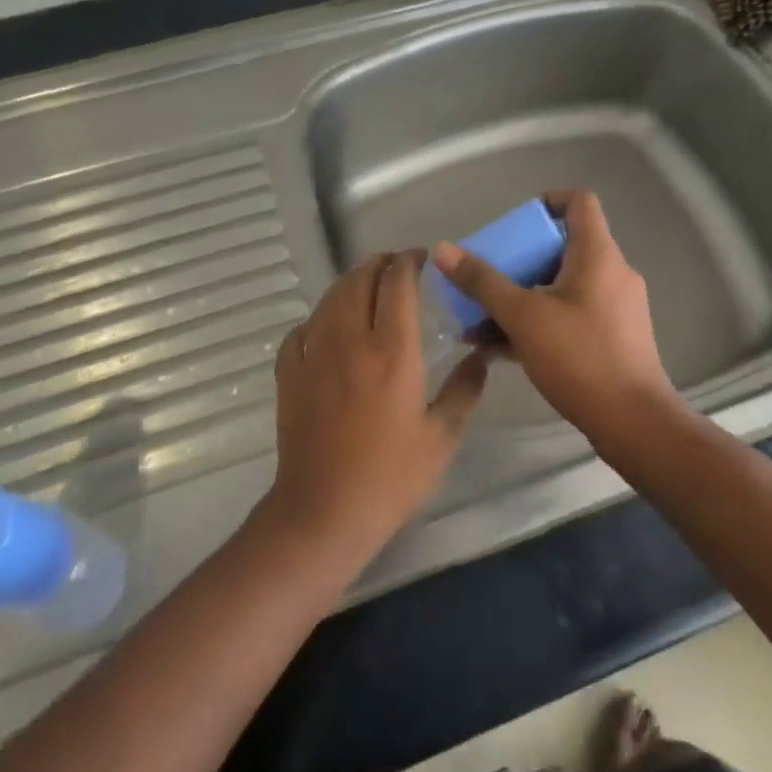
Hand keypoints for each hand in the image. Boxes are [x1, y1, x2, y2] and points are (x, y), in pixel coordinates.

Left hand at [265, 252, 489, 556]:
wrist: (324, 511)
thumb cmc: (391, 477)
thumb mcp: (442, 437)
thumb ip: (465, 390)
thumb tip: (482, 357)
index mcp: (392, 351)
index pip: (398, 283)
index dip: (409, 262)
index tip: (422, 259)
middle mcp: (350, 340)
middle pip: (359, 279)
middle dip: (379, 264)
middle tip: (396, 267)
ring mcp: (314, 354)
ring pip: (330, 298)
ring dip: (350, 283)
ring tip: (367, 286)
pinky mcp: (290, 373)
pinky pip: (302, 330)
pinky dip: (320, 318)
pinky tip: (329, 329)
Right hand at [431, 190, 675, 439]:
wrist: (633, 423)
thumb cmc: (580, 357)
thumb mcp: (523, 316)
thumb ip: (483, 282)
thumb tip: (444, 250)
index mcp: (598, 255)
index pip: (579, 202)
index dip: (546, 201)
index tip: (514, 223)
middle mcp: (612, 273)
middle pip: (562, 246)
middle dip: (518, 259)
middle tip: (485, 276)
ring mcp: (615, 307)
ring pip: (561, 285)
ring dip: (521, 296)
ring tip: (478, 320)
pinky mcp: (612, 337)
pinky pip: (569, 314)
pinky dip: (537, 320)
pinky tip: (498, 347)